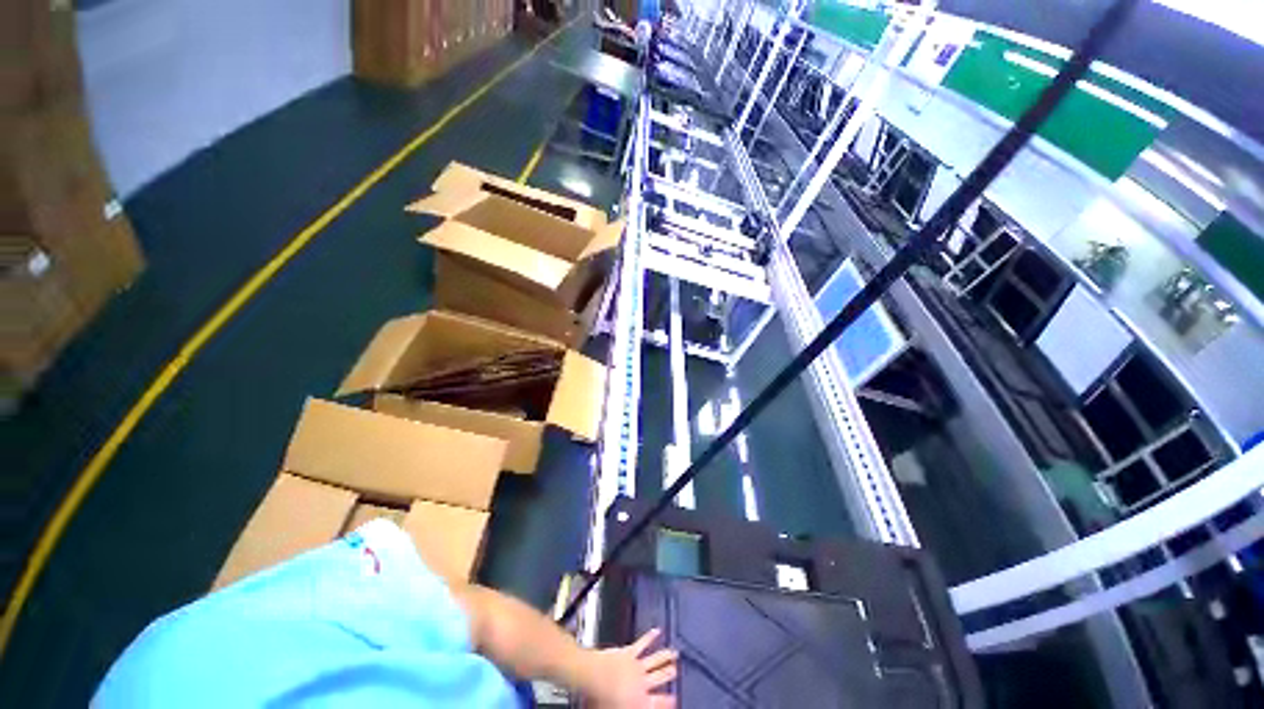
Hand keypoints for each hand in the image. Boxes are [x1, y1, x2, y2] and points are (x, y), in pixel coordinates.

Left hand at [581, 628, 677, 707]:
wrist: (595, 678)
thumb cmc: (601, 699)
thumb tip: (633, 708)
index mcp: (640, 702)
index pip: (660, 702)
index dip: (669, 701)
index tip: (675, 698)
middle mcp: (642, 683)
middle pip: (661, 677)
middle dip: (670, 673)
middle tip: (677, 670)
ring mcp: (637, 666)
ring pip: (655, 660)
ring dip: (665, 656)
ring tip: (674, 652)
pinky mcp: (629, 652)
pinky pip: (642, 643)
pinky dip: (650, 636)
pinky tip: (656, 631)